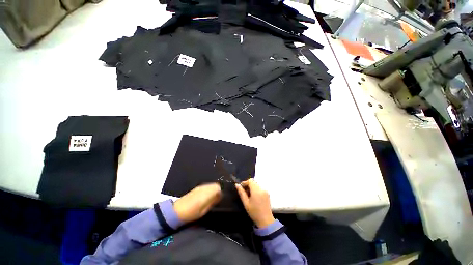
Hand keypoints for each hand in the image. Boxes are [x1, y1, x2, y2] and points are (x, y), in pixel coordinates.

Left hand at [174, 183, 221, 222]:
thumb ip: (213, 202)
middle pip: (215, 184)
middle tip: (215, 199)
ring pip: (211, 184)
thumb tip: (219, 196)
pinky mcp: (197, 187)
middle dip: (217, 190)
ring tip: (210, 198)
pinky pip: (207, 186)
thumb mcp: (204, 211)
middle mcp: (204, 188)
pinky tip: (204, 196)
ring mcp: (200, 186)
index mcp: (206, 194)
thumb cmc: (192, 214)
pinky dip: (209, 189)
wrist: (177, 211)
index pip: (218, 187)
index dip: (220, 193)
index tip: (218, 199)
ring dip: (213, 189)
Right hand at [235, 179, 274, 227]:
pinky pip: (260, 188)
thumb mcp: (246, 203)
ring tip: (248, 195)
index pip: (250, 180)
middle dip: (248, 185)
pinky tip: (254, 197)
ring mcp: (265, 191)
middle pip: (253, 182)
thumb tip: (237, 185)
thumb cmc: (254, 212)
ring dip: (252, 187)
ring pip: (256, 184)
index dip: (245, 182)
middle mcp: (262, 188)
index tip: (241, 188)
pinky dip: (256, 190)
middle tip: (244, 193)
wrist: (266, 220)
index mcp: (256, 190)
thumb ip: (241, 193)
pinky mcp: (267, 193)